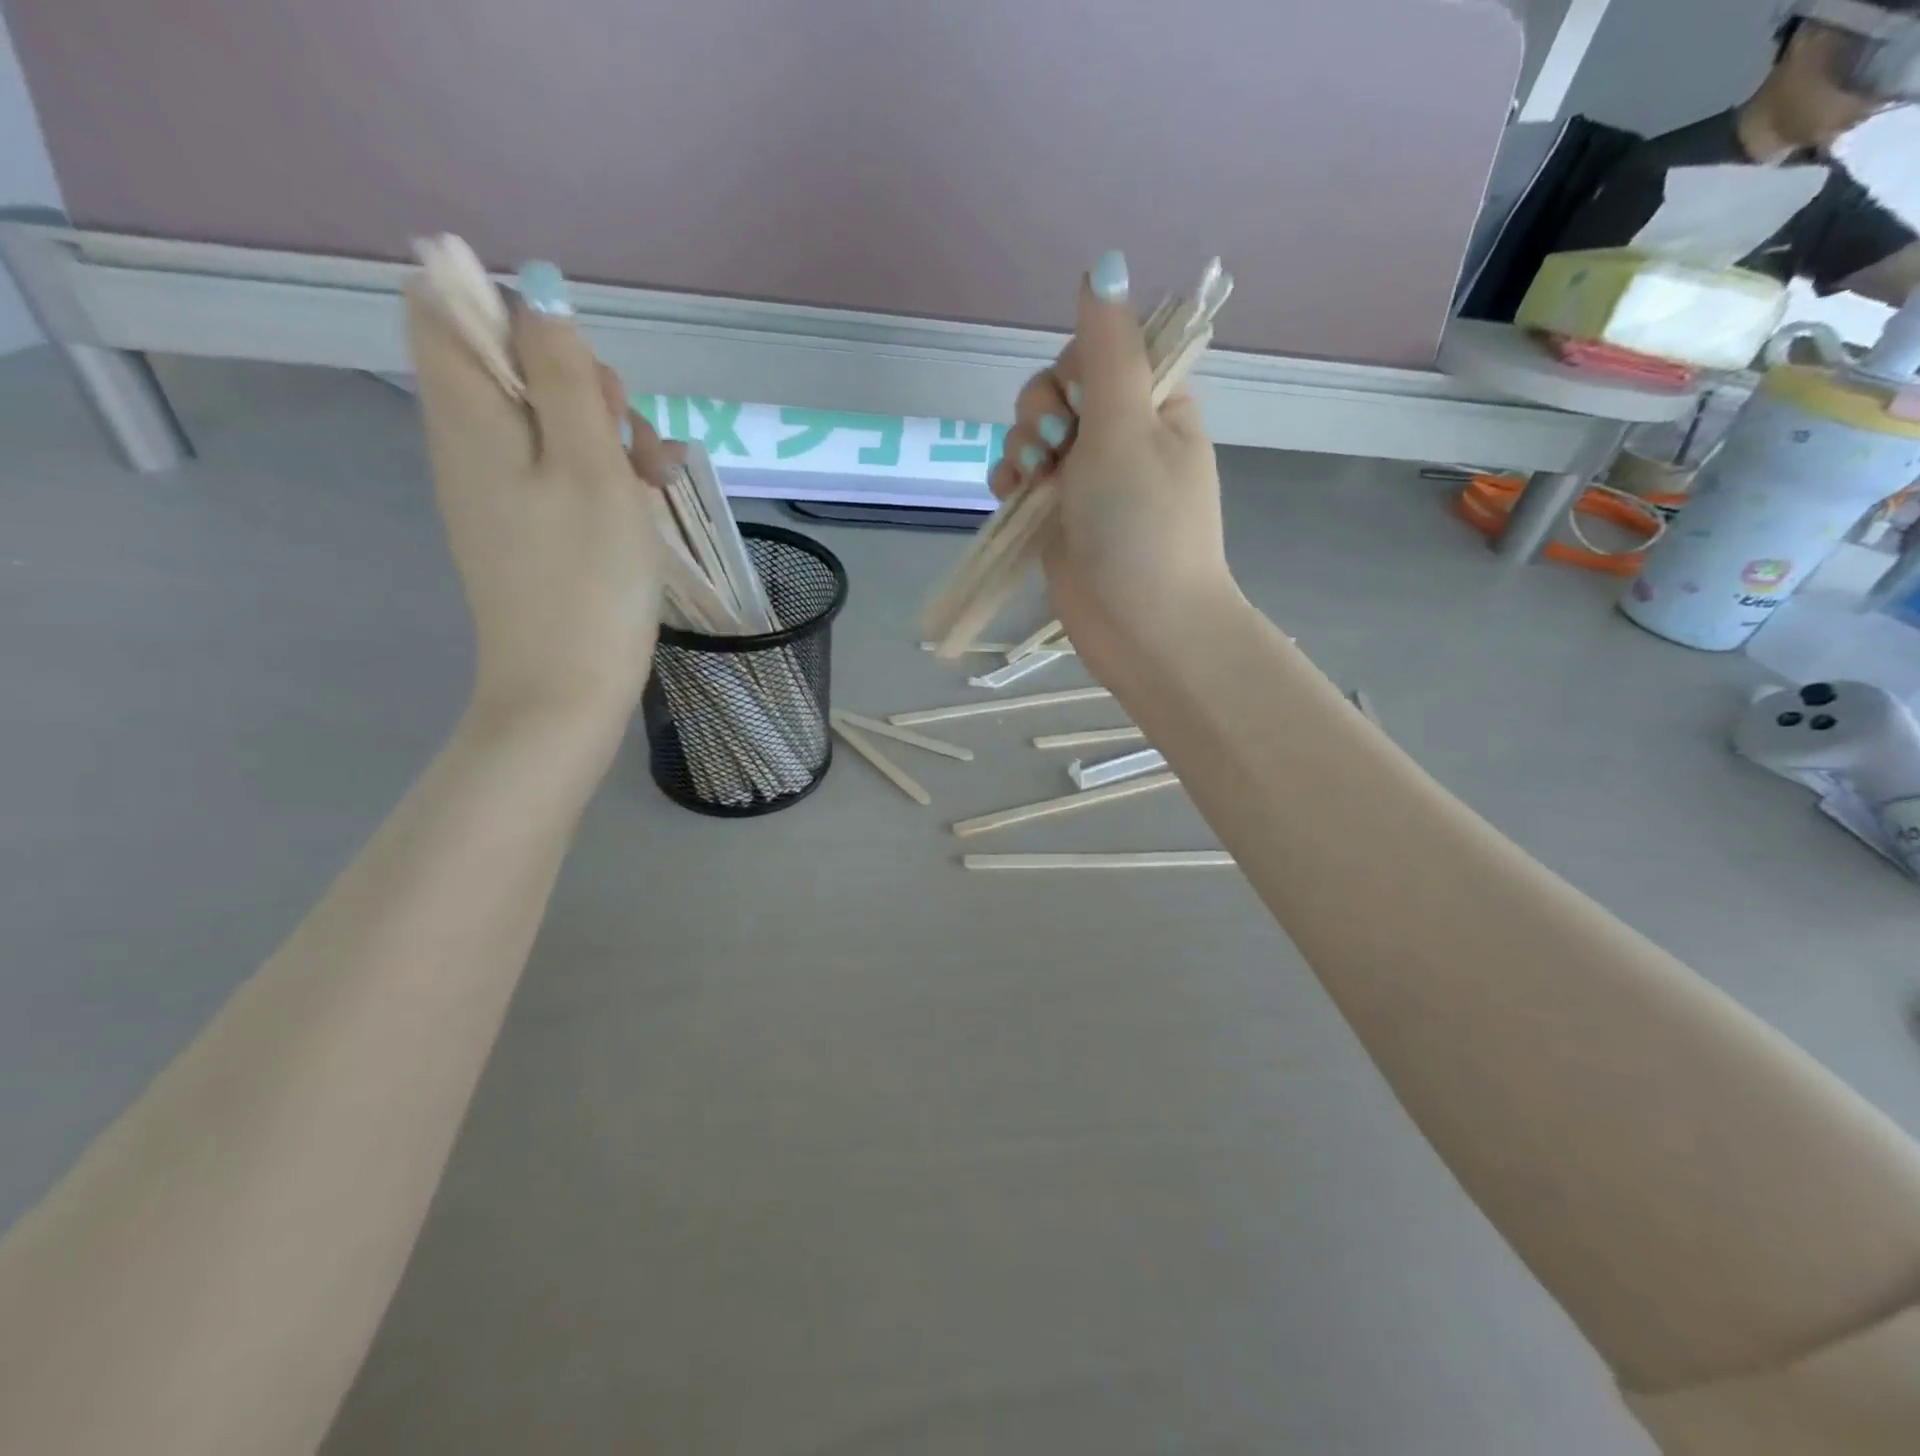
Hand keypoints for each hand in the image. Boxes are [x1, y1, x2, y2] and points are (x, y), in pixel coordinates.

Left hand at [407, 277, 673, 731]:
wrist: (567, 688)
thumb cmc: (586, 578)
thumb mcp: (590, 467)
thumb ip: (563, 376)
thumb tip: (534, 295)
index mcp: (468, 416)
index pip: (444, 308)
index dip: (509, 309)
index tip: (575, 361)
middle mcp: (468, 444)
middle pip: (511, 366)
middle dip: (582, 381)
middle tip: (627, 434)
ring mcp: (497, 490)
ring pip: (547, 421)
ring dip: (606, 433)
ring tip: (655, 481)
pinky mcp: (526, 527)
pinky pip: (559, 471)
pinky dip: (603, 474)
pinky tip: (647, 502)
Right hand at [988, 254, 1239, 683]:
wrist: (1140, 625)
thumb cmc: (1141, 524)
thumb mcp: (1126, 425)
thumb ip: (1107, 349)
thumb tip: (1105, 263)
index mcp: (1154, 404)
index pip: (1102, 350)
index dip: (1074, 367)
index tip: (1077, 400)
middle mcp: (1120, 436)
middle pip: (1058, 390)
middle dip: (1042, 412)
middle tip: (1055, 447)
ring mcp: (1086, 480)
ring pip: (1032, 434)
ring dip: (1021, 448)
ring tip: (1034, 482)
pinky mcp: (1057, 517)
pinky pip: (1021, 478)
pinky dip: (1010, 481)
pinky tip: (1011, 496)